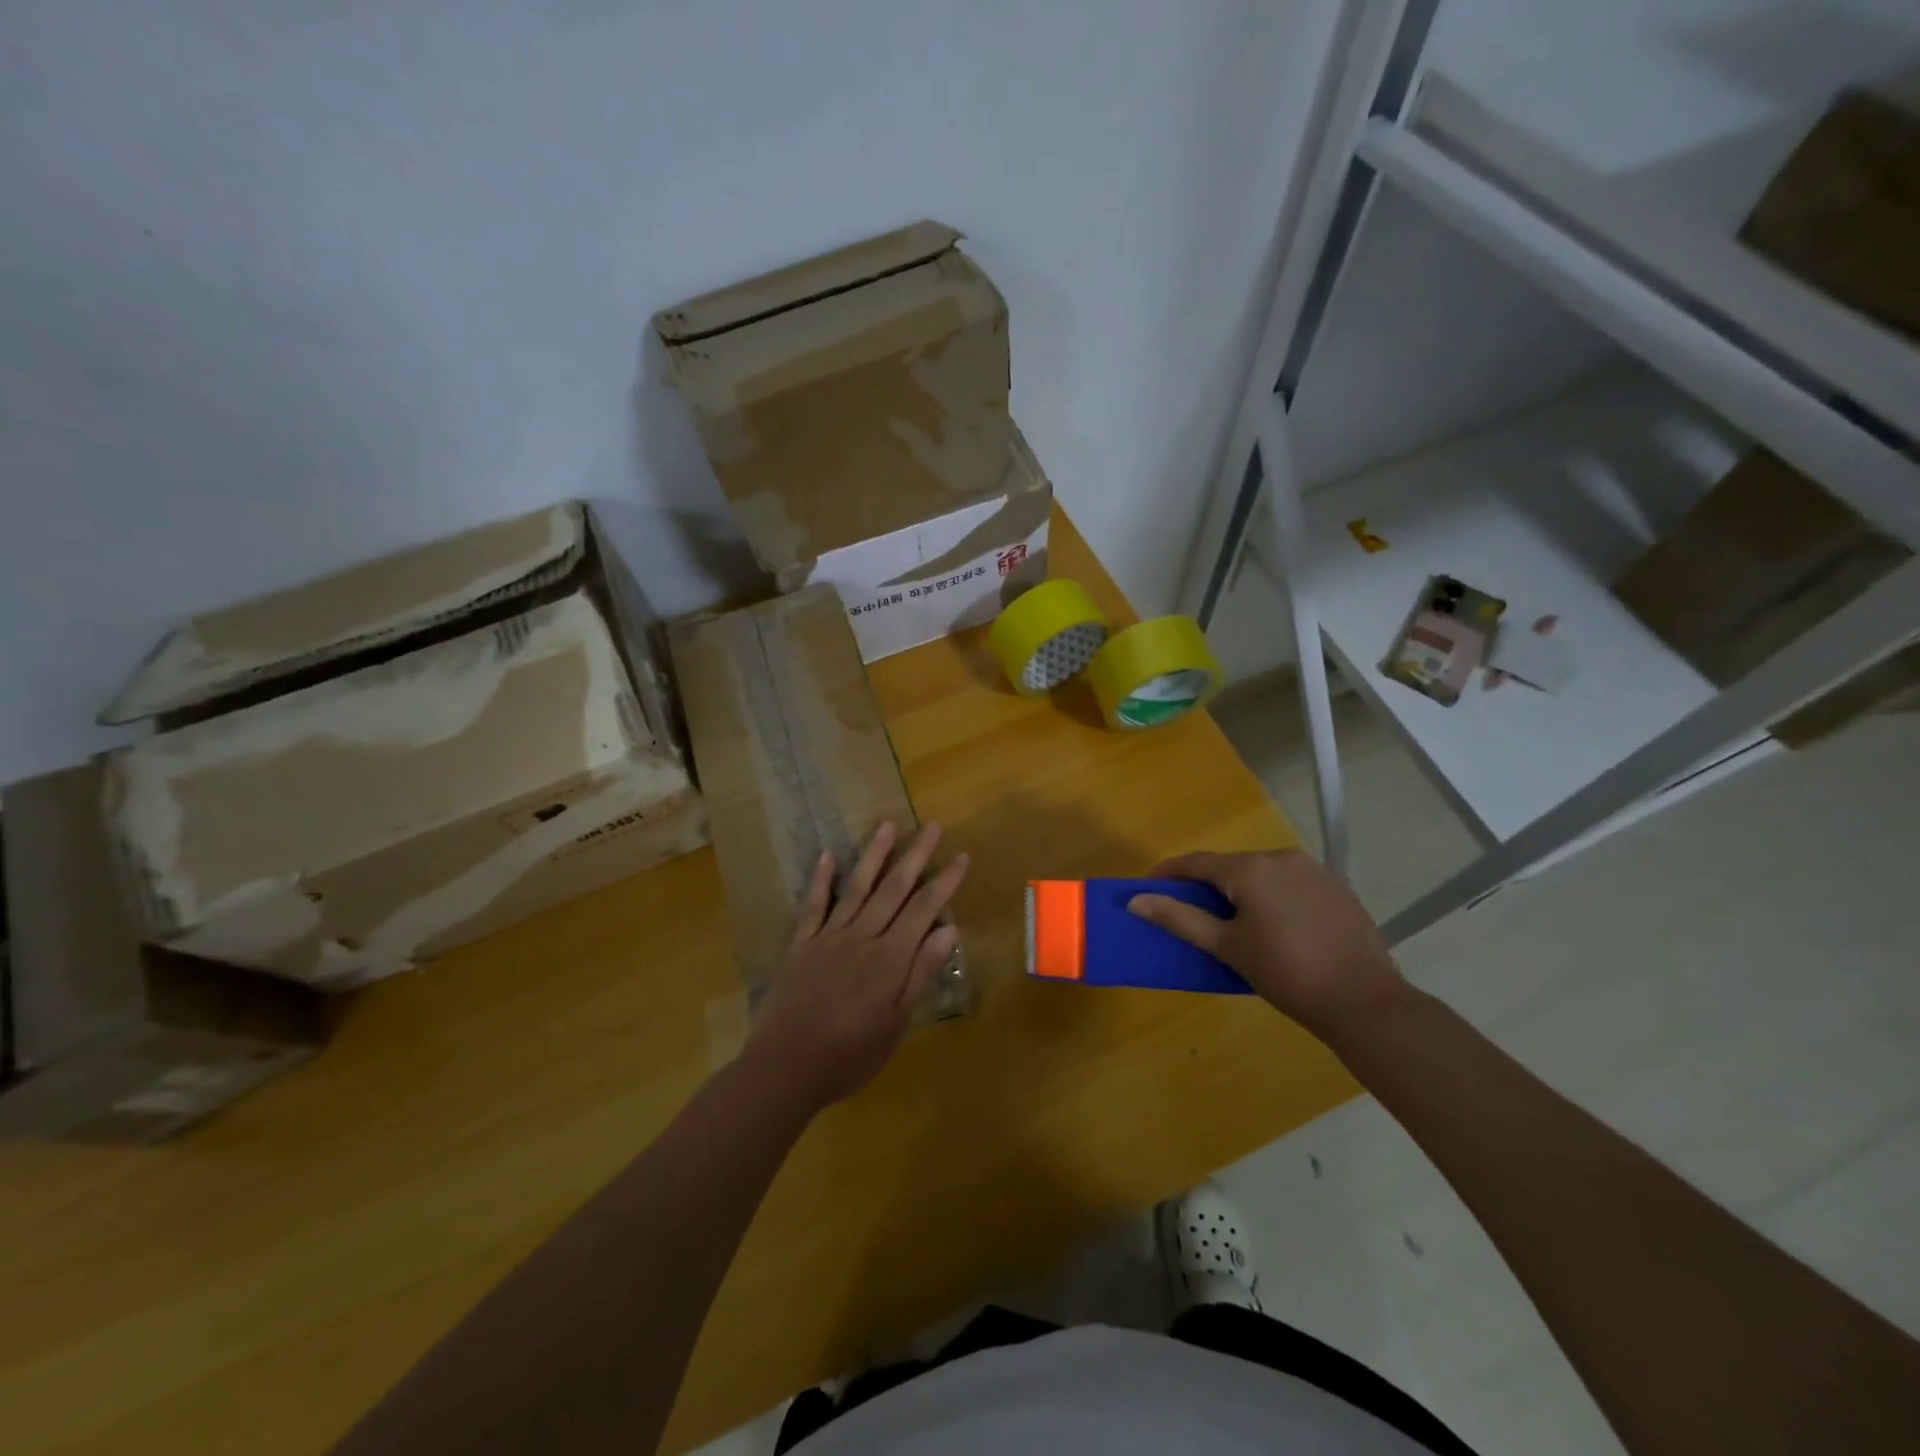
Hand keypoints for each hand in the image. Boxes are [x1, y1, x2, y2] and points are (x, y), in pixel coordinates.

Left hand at [741, 822, 967, 1114]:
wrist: (785, 1068)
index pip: (923, 910)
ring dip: (873, 855)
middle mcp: (862, 937)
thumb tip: (948, 930)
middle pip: (894, 889)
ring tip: (887, 826)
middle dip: (916, 856)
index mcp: (889, 958)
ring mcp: (828, 936)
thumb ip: (920, 973)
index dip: (944, 882)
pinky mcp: (801, 944)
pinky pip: (814, 905)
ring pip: (856, 887)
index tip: (961, 856)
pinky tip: (827, 855)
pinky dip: (821, 879)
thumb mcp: (895, 1022)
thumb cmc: (849, 1054)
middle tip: (932, 826)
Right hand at [1127, 850, 1404, 1041]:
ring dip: (1241, 889)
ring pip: (1262, 873)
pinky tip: (1275, 925)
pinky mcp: (1336, 887)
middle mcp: (1281, 857)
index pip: (1197, 862)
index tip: (1148, 885)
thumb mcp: (1227, 947)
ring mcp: (1314, 869)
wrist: (1364, 1001)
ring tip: (1233, 921)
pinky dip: (1273, 896)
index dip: (1169, 872)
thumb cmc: (1285, 974)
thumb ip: (1180, 919)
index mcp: (1250, 868)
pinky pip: (1290, 883)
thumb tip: (1137, 900)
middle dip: (1207, 884)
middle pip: (1231, 866)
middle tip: (1191, 911)